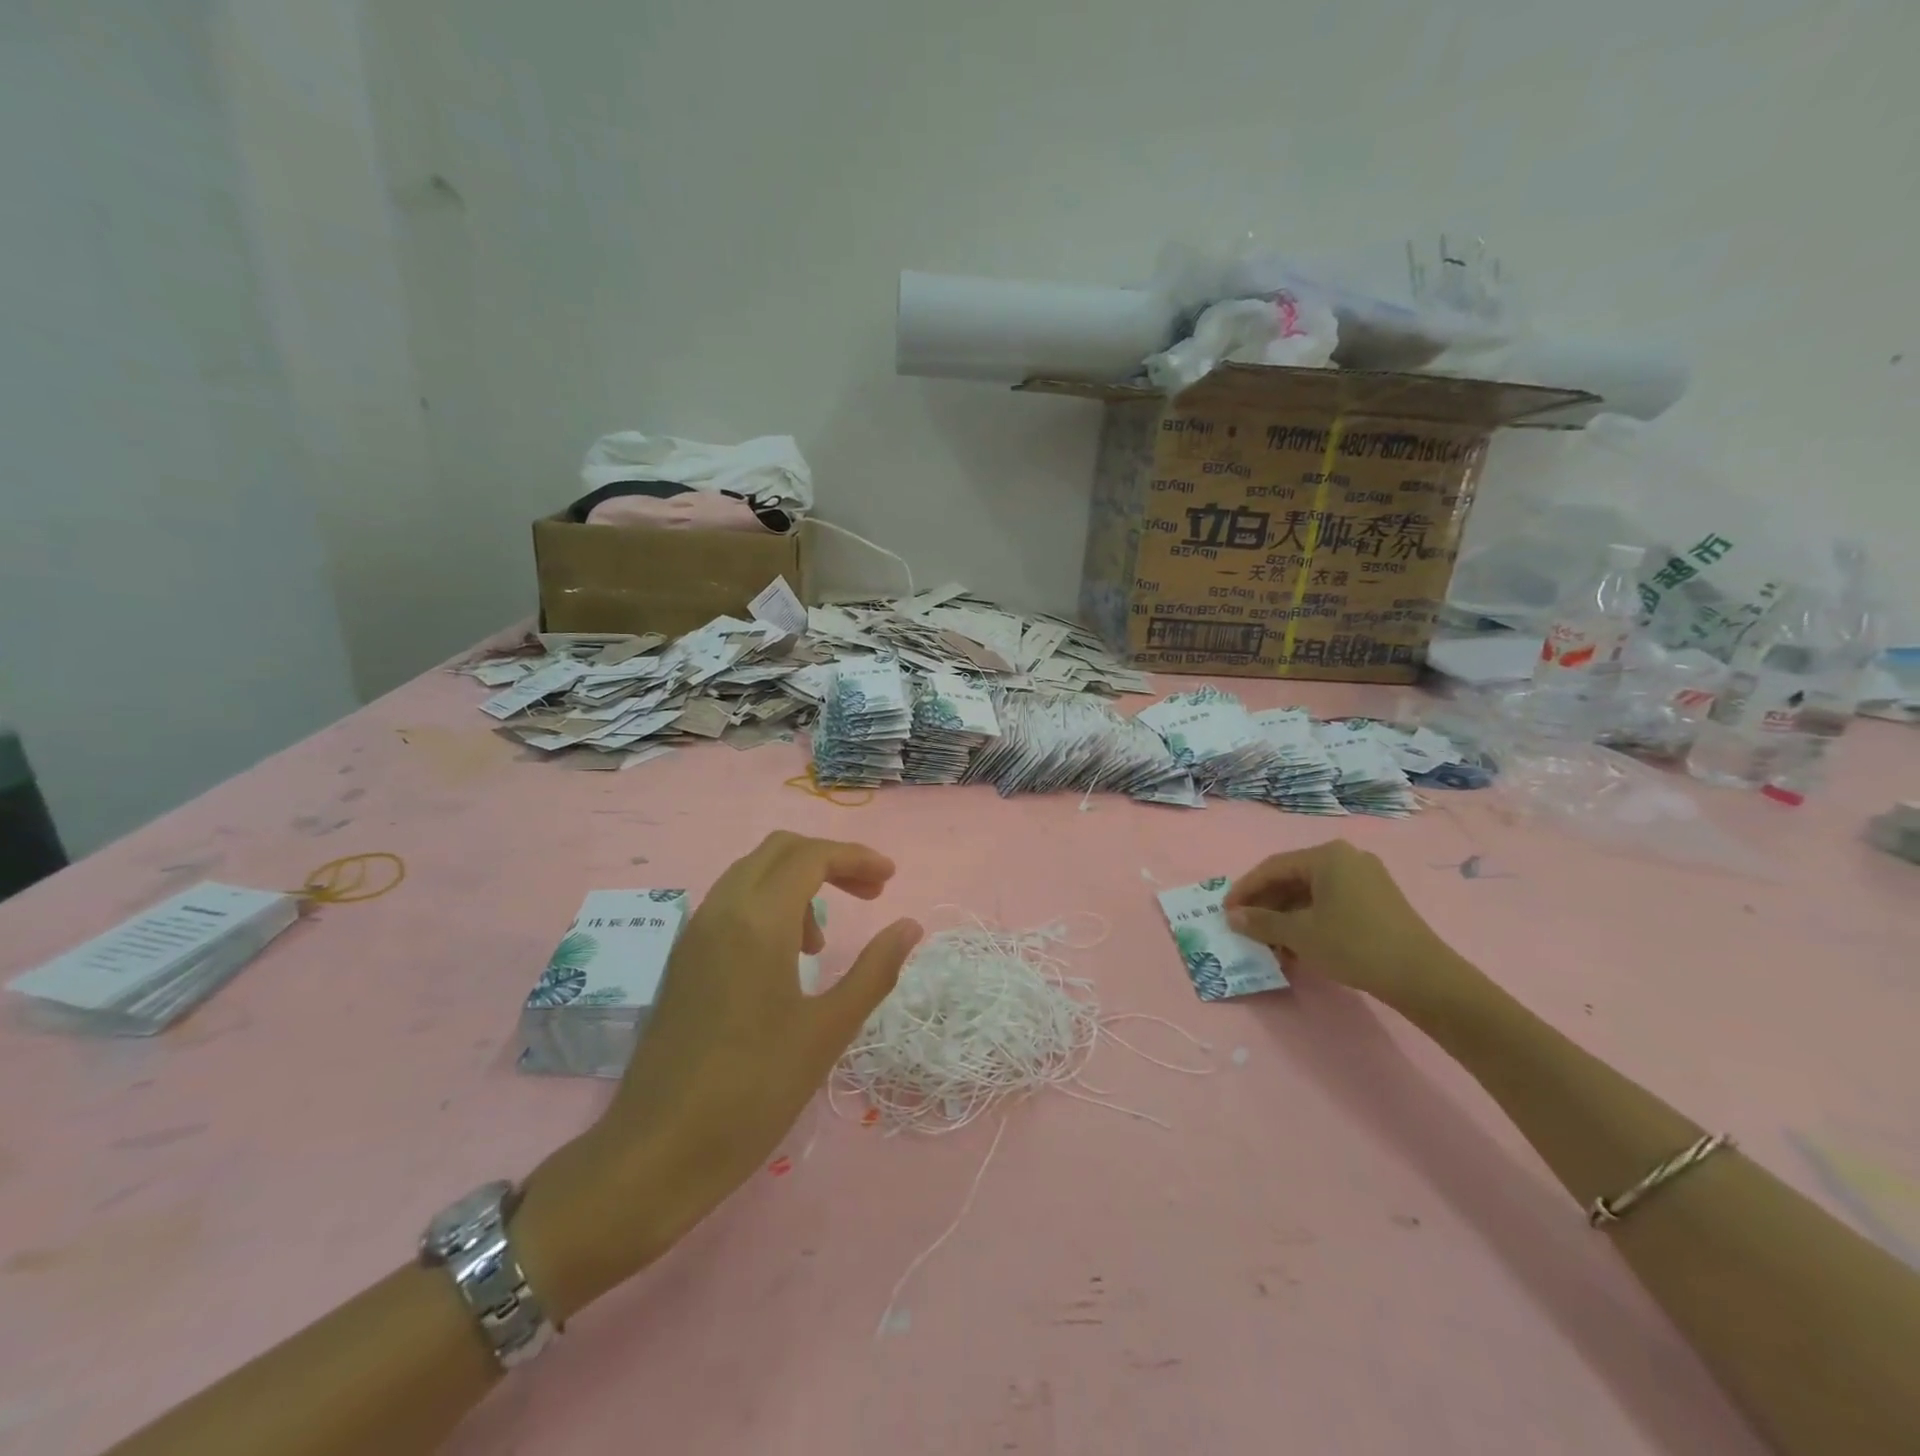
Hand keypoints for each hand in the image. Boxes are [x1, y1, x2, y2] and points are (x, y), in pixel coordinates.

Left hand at [519, 833, 920, 1312]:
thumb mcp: (827, 1031)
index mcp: (756, 921)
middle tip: (868, 894)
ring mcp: (694, 934)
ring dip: (797, 883)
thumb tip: (910, 926)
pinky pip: (731, 904)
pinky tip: (786, 959)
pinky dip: (769, 906)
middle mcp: (720, 911)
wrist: (655, 1154)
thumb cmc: (752, 1092)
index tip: (891, 879)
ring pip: (752, 874)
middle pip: (779, 851)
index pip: (811, 856)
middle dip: (829, 860)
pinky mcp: (683, 960)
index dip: (856, 858)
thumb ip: (874, 970)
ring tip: (824, 941)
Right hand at [1224, 840, 1468, 1013]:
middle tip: (1246, 927)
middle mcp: (1347, 857)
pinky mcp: (1378, 900)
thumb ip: (1262, 922)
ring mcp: (1366, 878)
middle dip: (1266, 904)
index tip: (1225, 912)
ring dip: (1287, 916)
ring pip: (1312, 892)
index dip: (1245, 890)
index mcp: (1326, 855)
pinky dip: (1310, 919)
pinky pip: (1331, 902)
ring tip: (1270, 942)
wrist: (1423, 977)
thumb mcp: (1300, 934)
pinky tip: (1299, 944)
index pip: (1272, 867)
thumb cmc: (1354, 945)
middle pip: (1293, 878)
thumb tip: (1233, 917)